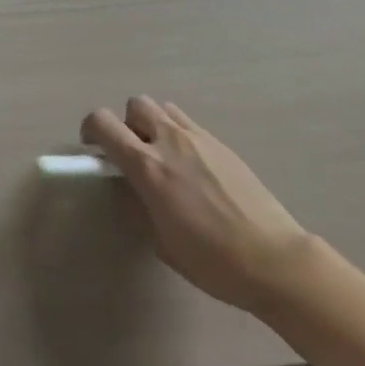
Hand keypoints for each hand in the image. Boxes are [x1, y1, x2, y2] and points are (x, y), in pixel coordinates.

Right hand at [81, 96, 312, 314]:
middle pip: (135, 104)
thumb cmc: (212, 261)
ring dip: (154, 125)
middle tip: (132, 154)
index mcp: (148, 167)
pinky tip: (192, 168)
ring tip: (163, 157)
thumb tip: (129, 185)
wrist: (273, 258)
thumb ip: (138, 204)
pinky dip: (179, 135)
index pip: (104, 123)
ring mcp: (198, 137)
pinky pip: (188, 124)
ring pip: (163, 108)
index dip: (91, 129)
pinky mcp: (220, 143)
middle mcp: (169, 141)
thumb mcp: (161, 241)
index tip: (94, 149)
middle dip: (127, 123)